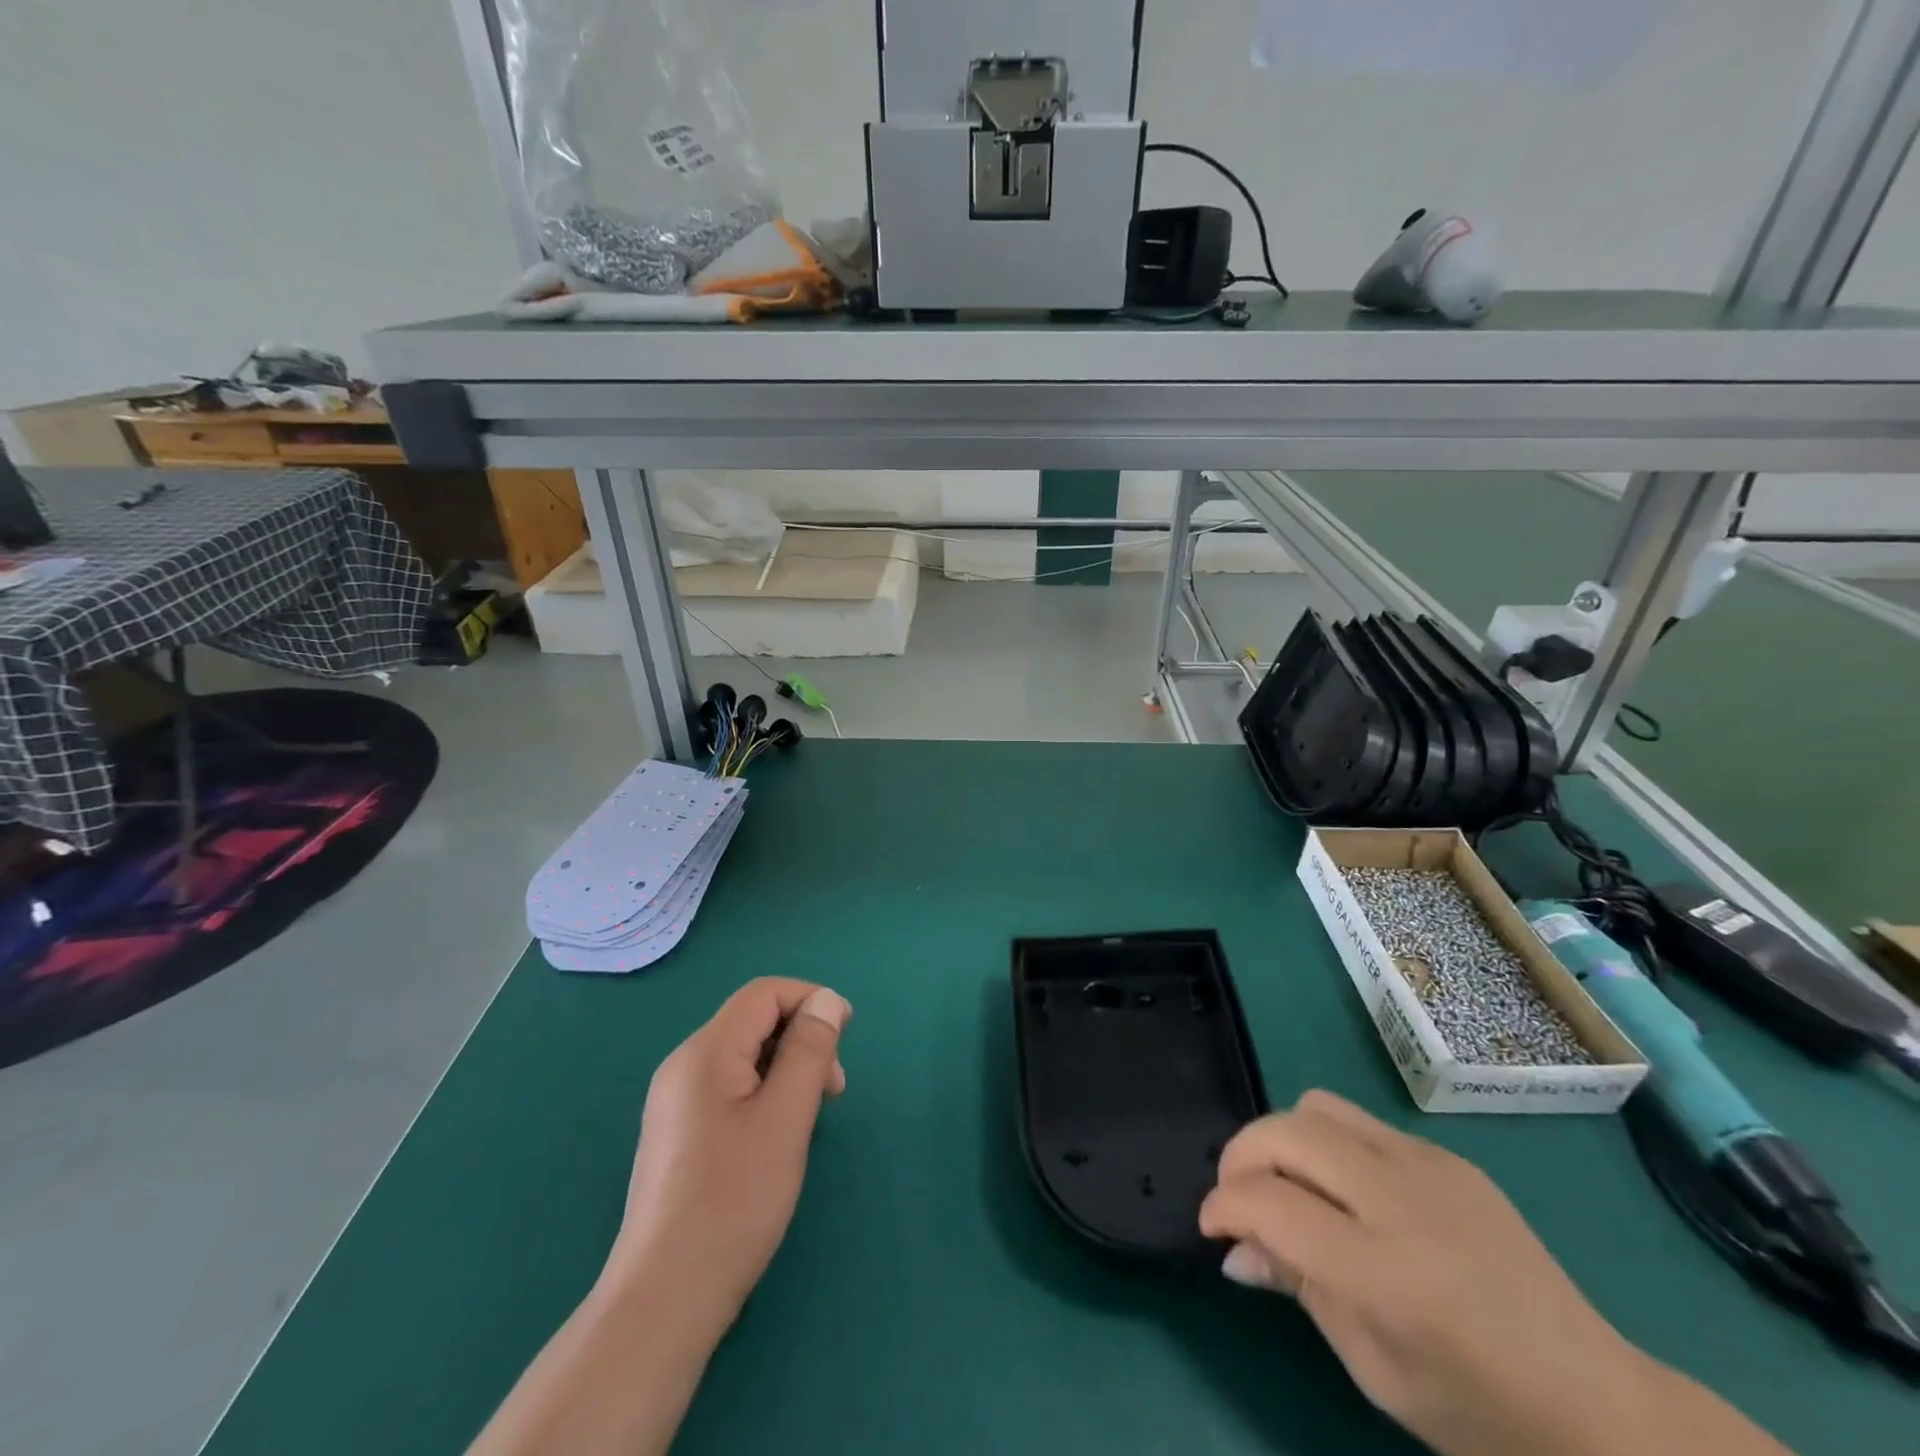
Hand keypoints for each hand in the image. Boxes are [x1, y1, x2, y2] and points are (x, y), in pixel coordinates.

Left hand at [605, 977, 851, 1325]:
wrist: (664, 1300)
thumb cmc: (734, 1201)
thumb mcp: (786, 1117)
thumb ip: (810, 1049)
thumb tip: (828, 999)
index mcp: (704, 1052)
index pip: (763, 994)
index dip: (810, 999)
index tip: (847, 1036)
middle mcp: (683, 1066)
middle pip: (754, 1022)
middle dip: (801, 1039)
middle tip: (833, 1091)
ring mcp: (676, 1102)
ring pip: (745, 1057)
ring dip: (787, 1069)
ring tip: (810, 1117)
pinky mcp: (679, 1132)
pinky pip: (730, 1087)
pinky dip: (765, 1093)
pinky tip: (778, 1136)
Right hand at [1200, 1092, 1789, 1455]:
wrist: (1601, 1407)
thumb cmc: (1478, 1411)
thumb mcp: (1374, 1370)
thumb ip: (1298, 1289)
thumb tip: (1234, 1248)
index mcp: (1383, 1270)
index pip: (1268, 1202)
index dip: (1222, 1206)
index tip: (1210, 1227)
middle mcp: (1400, 1199)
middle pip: (1284, 1132)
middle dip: (1240, 1156)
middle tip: (1237, 1197)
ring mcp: (1428, 1165)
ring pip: (1317, 1107)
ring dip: (1282, 1138)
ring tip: (1286, 1183)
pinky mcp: (1447, 1156)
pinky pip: (1361, 1123)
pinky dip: (1329, 1144)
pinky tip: (1347, 1194)